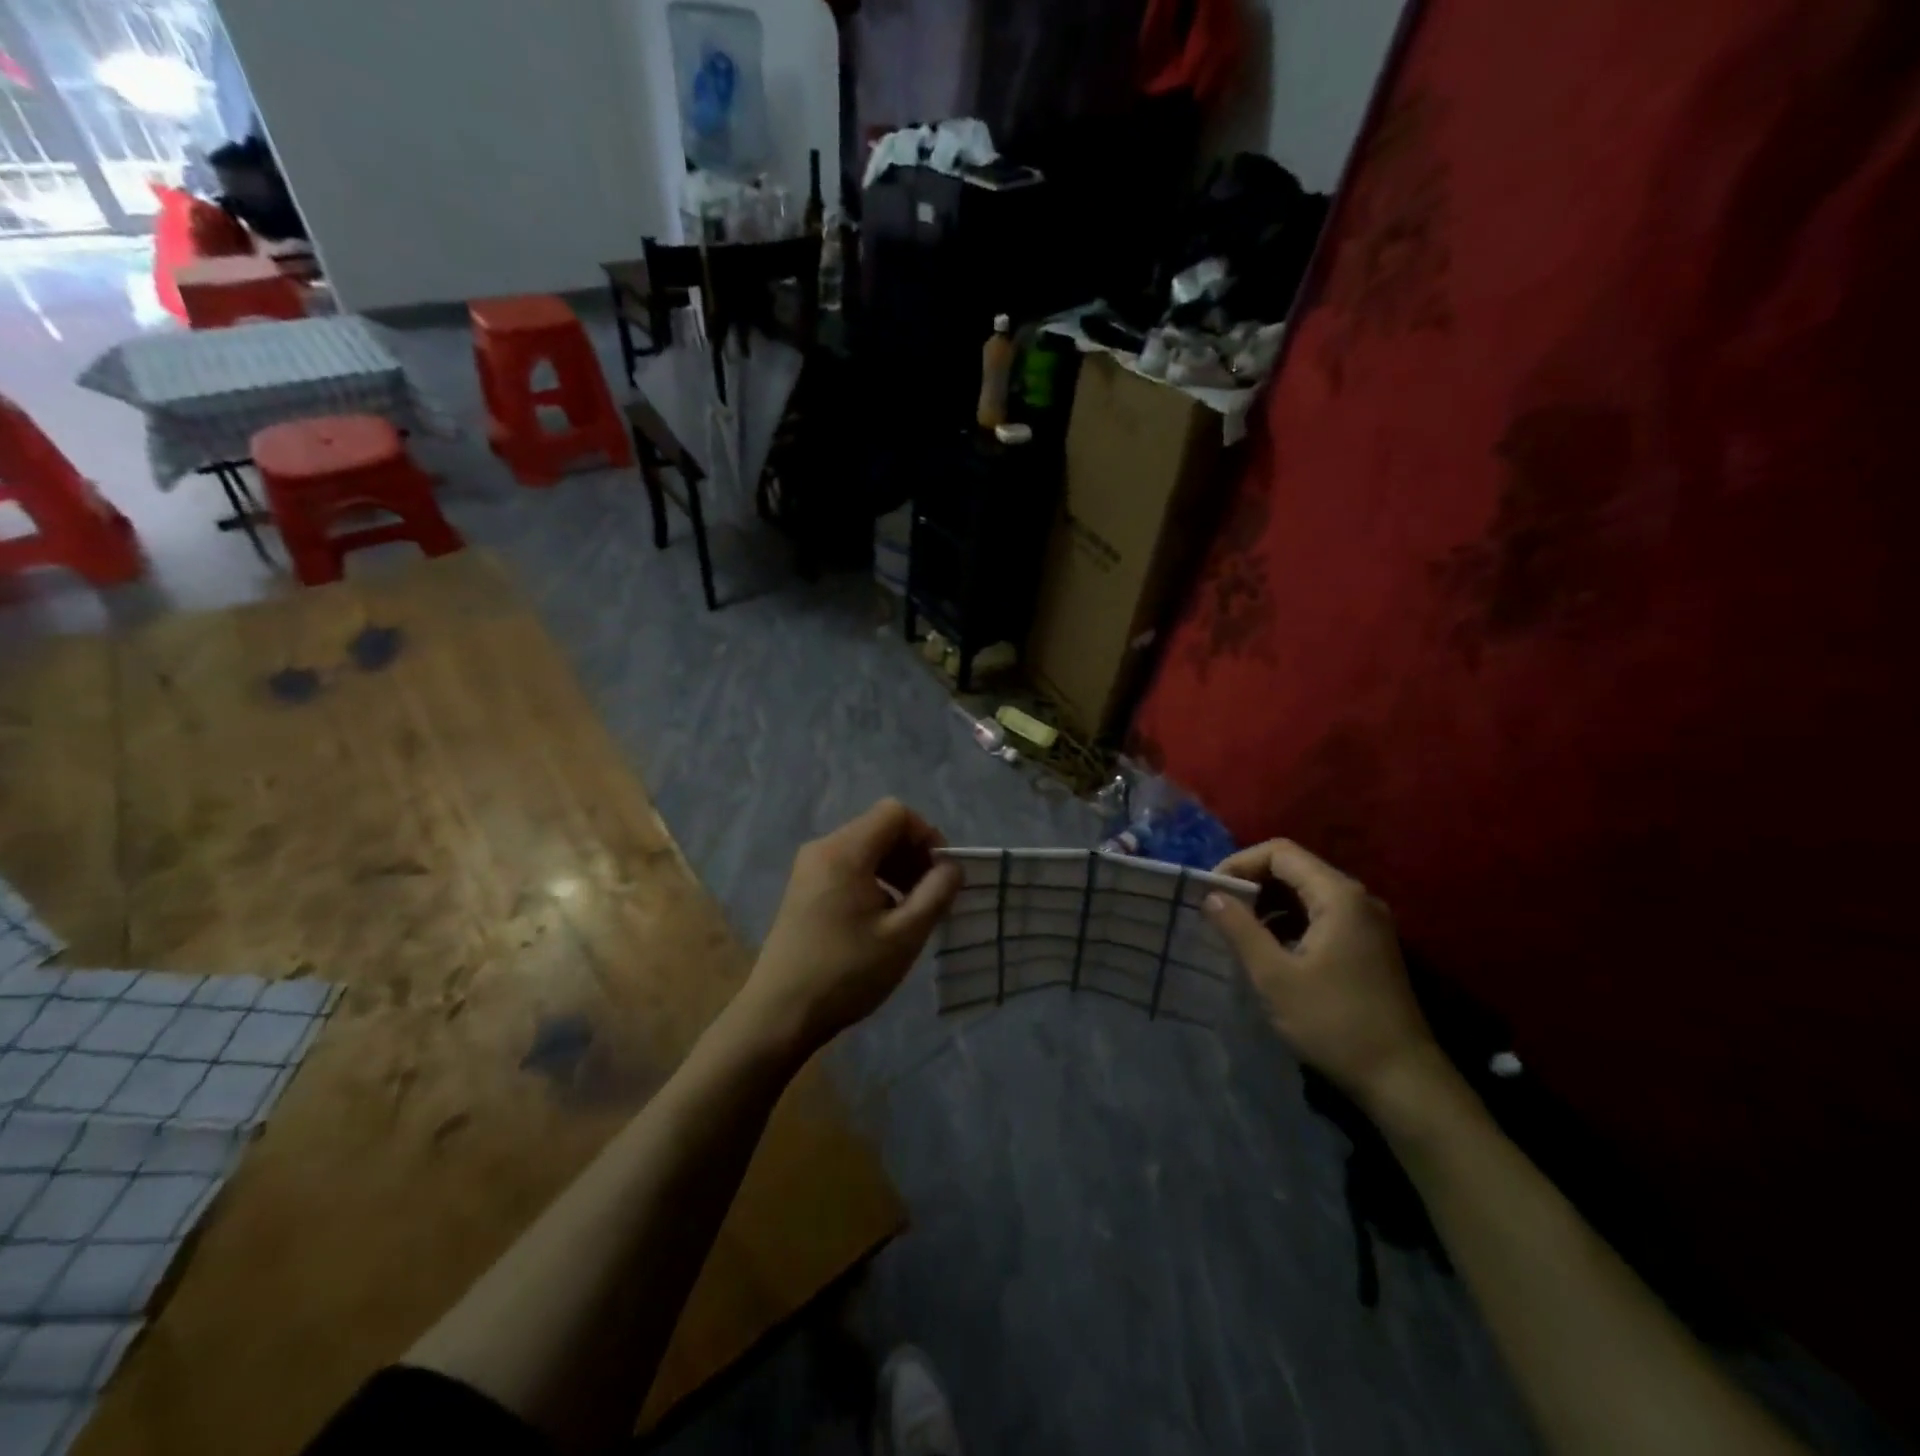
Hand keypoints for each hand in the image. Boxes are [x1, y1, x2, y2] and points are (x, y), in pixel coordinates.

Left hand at [742, 799, 962, 1055]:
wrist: (780, 1014)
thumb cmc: (846, 973)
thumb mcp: (904, 935)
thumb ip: (936, 893)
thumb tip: (952, 866)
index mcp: (845, 851)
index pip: (896, 813)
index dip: (926, 835)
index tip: (941, 874)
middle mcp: (823, 848)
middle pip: (880, 828)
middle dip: (913, 854)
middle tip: (931, 895)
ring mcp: (809, 868)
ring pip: (865, 848)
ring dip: (895, 869)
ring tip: (910, 909)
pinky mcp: (804, 889)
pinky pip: (848, 866)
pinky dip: (874, 880)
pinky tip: (881, 918)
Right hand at [1204, 840, 1445, 1107]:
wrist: (1403, 1080)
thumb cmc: (1334, 1022)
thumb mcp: (1275, 976)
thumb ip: (1240, 929)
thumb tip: (1211, 896)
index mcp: (1338, 896)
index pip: (1280, 852)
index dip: (1239, 863)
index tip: (1211, 891)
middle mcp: (1357, 899)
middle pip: (1295, 868)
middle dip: (1252, 882)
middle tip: (1218, 908)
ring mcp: (1367, 923)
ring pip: (1307, 892)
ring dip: (1269, 902)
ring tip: (1236, 928)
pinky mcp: (1368, 945)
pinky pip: (1320, 914)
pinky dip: (1289, 920)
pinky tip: (1270, 948)